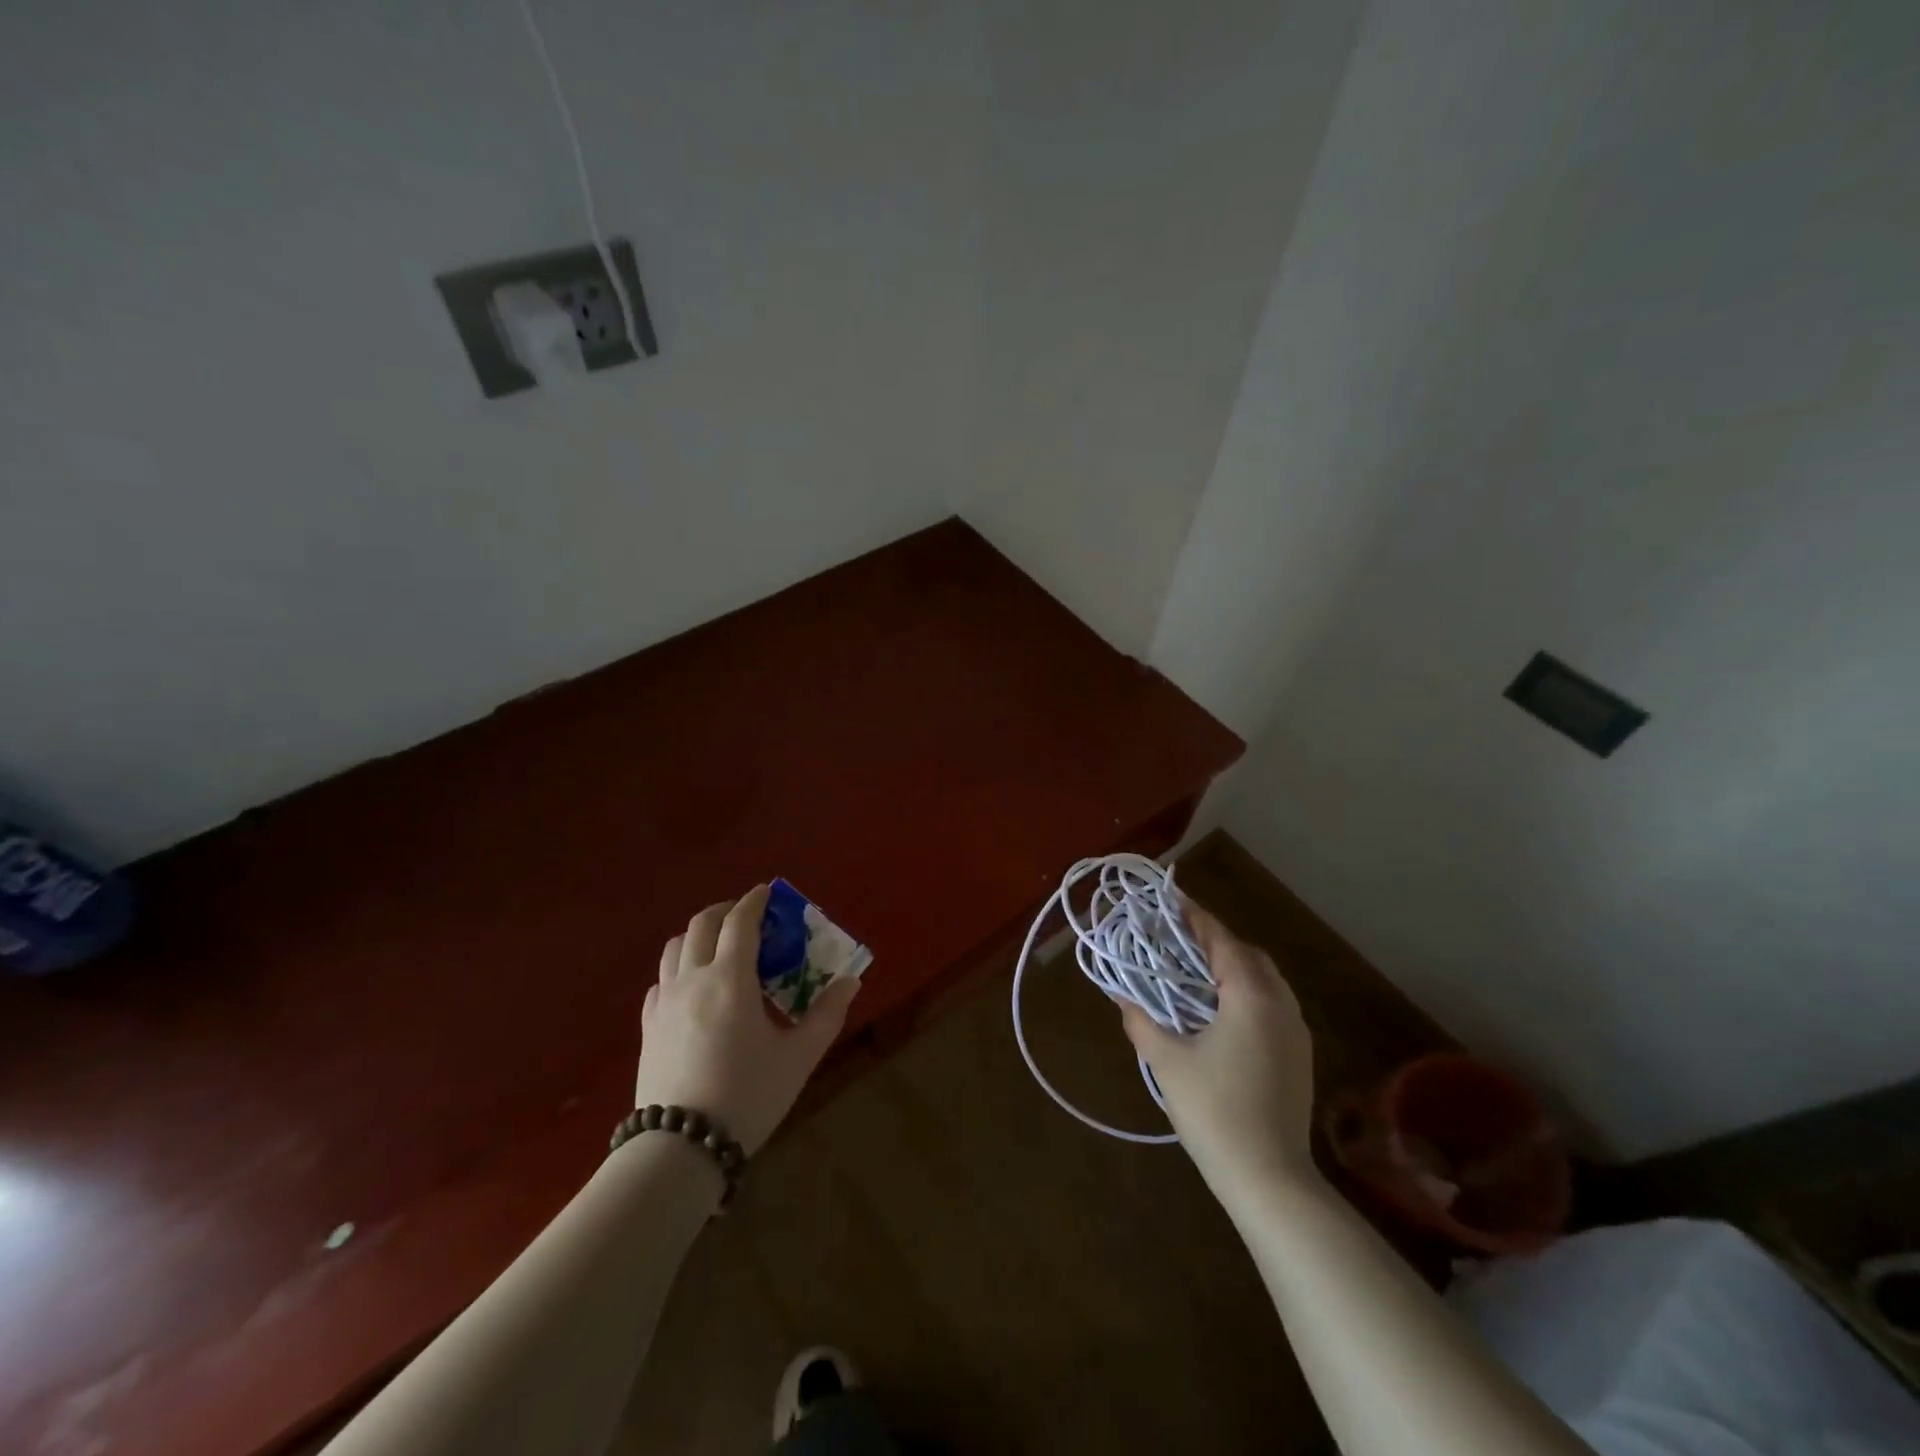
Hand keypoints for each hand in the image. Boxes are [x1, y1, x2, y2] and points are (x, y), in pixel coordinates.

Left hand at [635, 885, 859, 1153]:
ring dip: (699, 935)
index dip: (755, 901)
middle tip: (748, 917)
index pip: (740, 922)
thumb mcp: (798, 1057)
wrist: (680, 1149)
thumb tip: (850, 982)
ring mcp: (664, 1003)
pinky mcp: (648, 1027)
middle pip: (702, 925)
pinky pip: (661, 981)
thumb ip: (826, 1014)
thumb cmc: (747, 1096)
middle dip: (725, 911)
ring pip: (675, 948)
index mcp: (730, 979)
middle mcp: (692, 979)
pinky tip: (693, 987)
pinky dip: (679, 968)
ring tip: (720, 946)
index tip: (769, 892)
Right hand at [1117, 901, 1315, 1194]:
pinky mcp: (1299, 1055)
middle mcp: (1280, 1004)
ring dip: (1234, 967)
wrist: (1270, 1179)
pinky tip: (1221, 1011)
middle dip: (1215, 941)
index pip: (1221, 941)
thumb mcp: (1167, 1062)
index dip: (1194, 918)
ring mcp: (1295, 1031)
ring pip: (1265, 980)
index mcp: (1250, 996)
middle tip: (1178, 939)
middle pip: (1248, 955)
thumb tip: (1121, 997)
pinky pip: (1272, 1004)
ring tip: (1196, 972)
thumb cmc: (1214, 1111)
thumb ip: (1141, 1021)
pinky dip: (1247, 992)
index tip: (1171, 899)